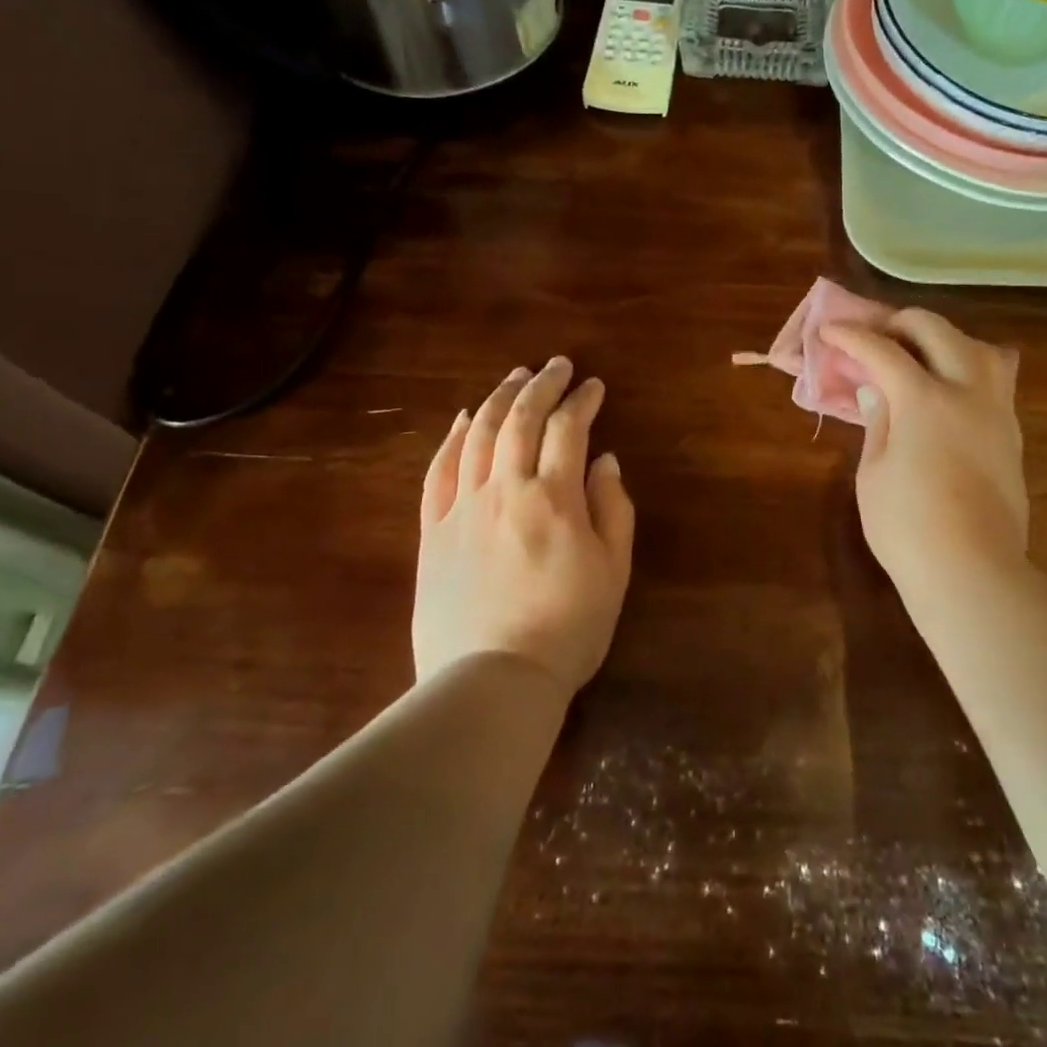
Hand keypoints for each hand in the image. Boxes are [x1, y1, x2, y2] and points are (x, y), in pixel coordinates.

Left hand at [414, 357, 635, 695]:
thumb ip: (613, 508)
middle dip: (541, 384)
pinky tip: (462, 419)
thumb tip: (605, 460)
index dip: (582, 400)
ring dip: (497, 398)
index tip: (594, 385)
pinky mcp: (433, 531)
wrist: (492, 681)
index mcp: (553, 498)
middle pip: (519, 419)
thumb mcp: (613, 571)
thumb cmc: (568, 629)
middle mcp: (505, 489)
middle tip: (556, 365)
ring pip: (477, 434)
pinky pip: (439, 472)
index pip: (568, 429)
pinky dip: (452, 438)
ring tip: (514, 376)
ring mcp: (462, 508)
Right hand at [821, 310, 1027, 586]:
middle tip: (877, 338)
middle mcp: (967, 392)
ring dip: (945, 340)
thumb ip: (877, 421)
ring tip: (921, 357)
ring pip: (979, 346)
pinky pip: (995, 379)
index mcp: (925, 399)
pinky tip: (947, 391)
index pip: (883, 350)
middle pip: (938, 330)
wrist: (972, 571)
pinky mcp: (1012, 434)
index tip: (830, 330)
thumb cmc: (906, 527)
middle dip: (901, 323)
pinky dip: (967, 367)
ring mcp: (996, 411)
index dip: (851, 336)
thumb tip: (877, 390)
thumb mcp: (873, 472)